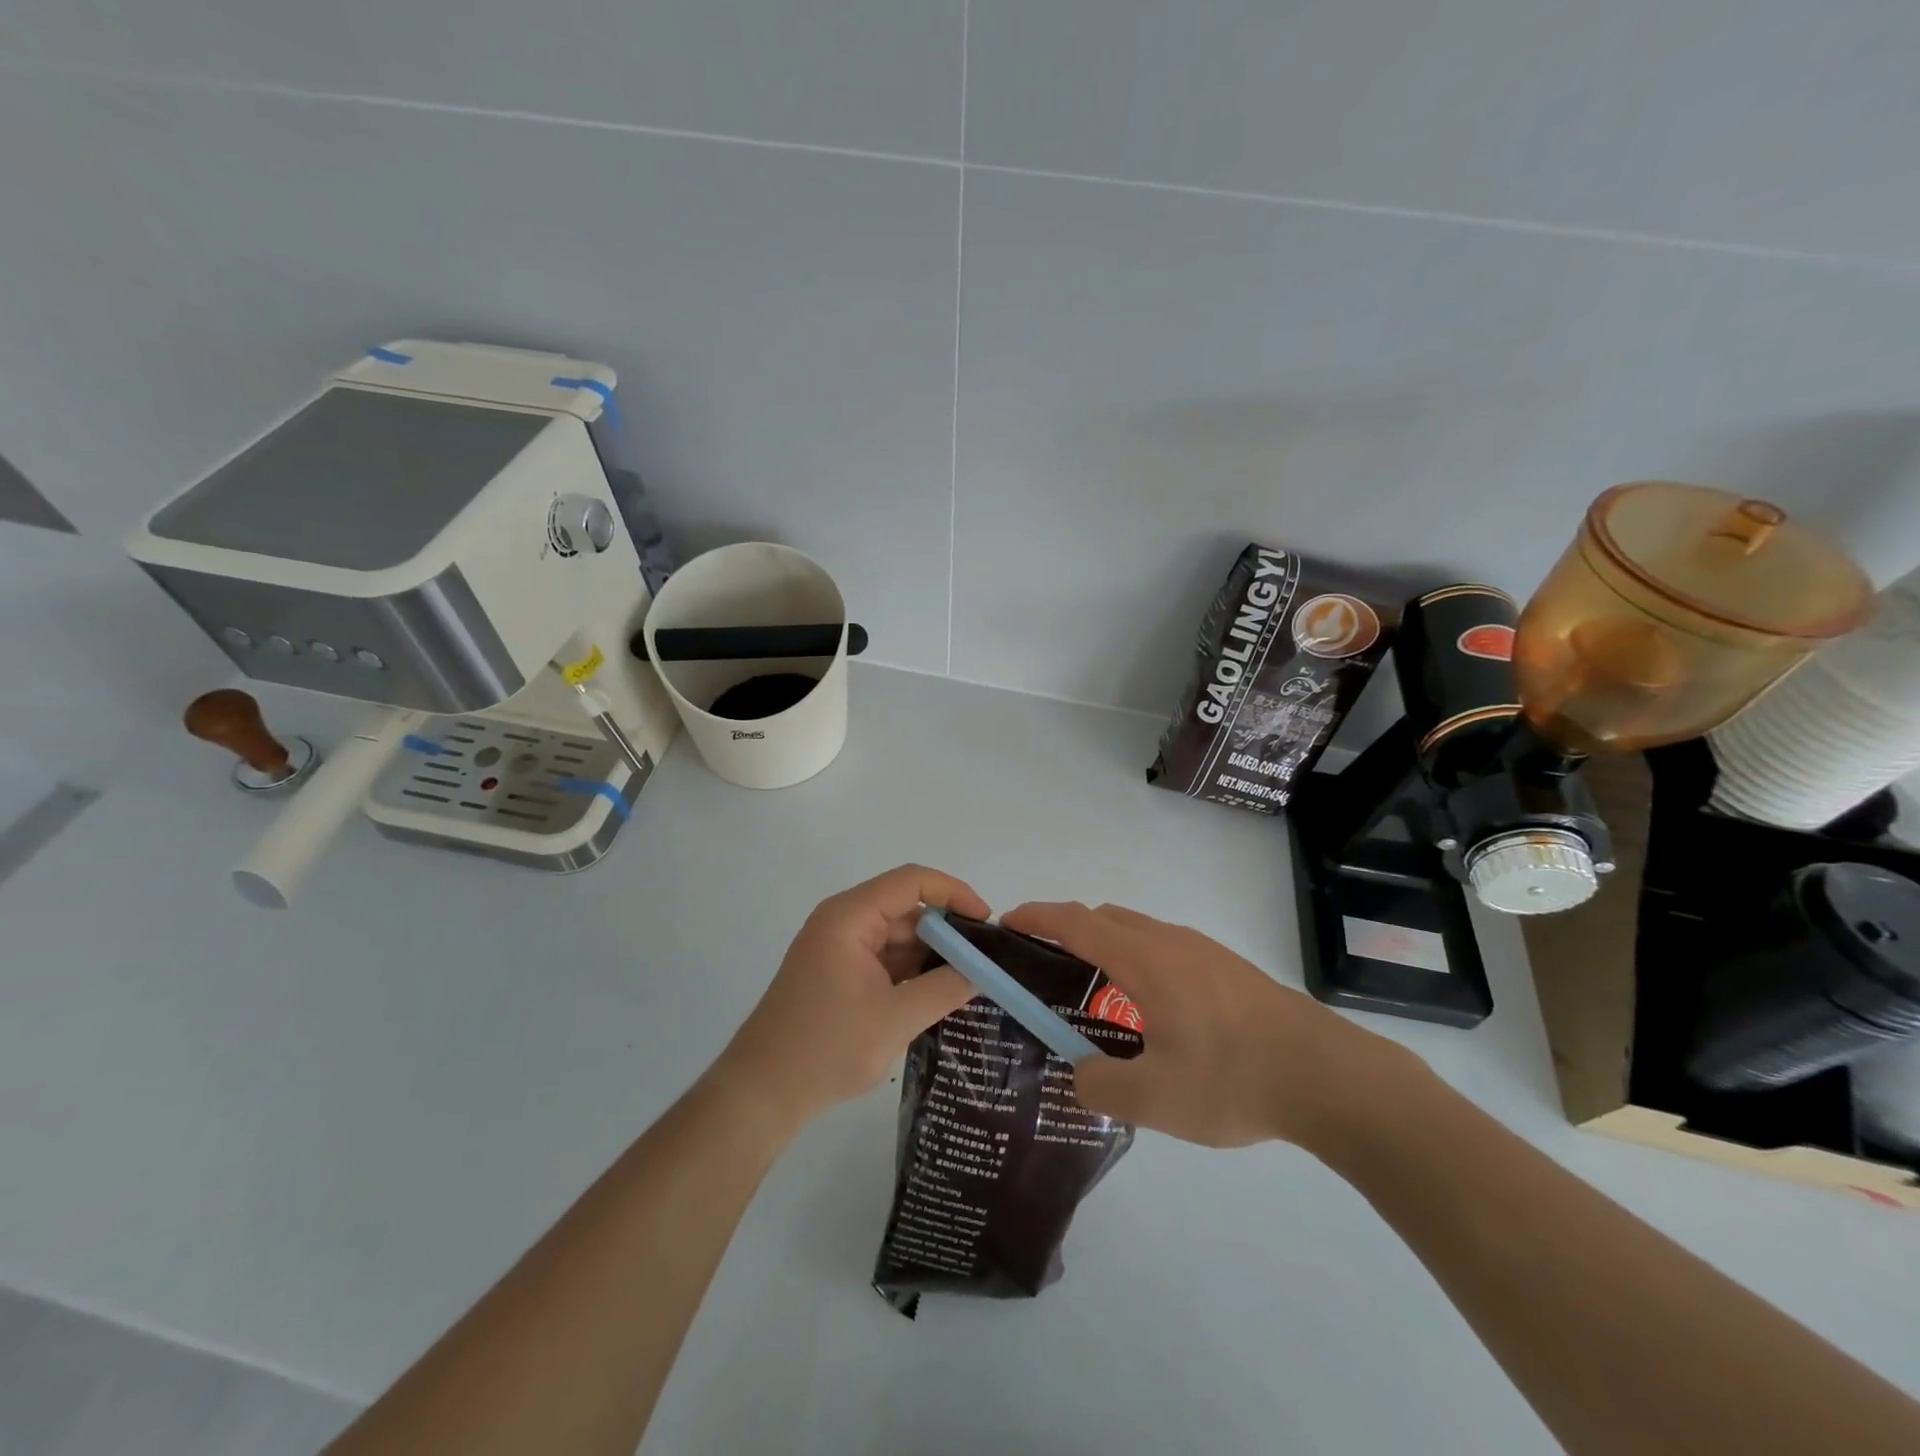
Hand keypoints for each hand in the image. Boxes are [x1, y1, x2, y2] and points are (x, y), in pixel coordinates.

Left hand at [712, 865, 987, 1136]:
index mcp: (850, 917)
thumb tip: (985, 970)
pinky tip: (940, 993)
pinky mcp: (838, 973)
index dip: (954, 893)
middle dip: (947, 930)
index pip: (912, 881)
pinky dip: (912, 971)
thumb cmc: (827, 1047)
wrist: (762, 1093)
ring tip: (972, 977)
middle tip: (986, 957)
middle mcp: (843, 921)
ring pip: (898, 936)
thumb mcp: (897, 1018)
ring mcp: (839, 948)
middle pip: (906, 908)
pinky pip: (885, 958)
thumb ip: (946, 988)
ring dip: (931, 954)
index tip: (986, 921)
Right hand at [1001, 901, 1411, 1148]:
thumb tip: (1079, 1072)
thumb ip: (1100, 1086)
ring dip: (1106, 946)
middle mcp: (1169, 941)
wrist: (1330, 1076)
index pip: (1075, 922)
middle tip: (1045, 967)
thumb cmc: (1233, 1079)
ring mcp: (1203, 950)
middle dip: (1067, 930)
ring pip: (1138, 930)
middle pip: (1104, 917)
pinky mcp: (1228, 967)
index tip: (1006, 923)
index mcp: (1144, 959)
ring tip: (1096, 995)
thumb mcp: (1154, 1098)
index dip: (1036, 917)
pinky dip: (1137, 959)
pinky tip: (1153, 1011)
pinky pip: (1165, 947)